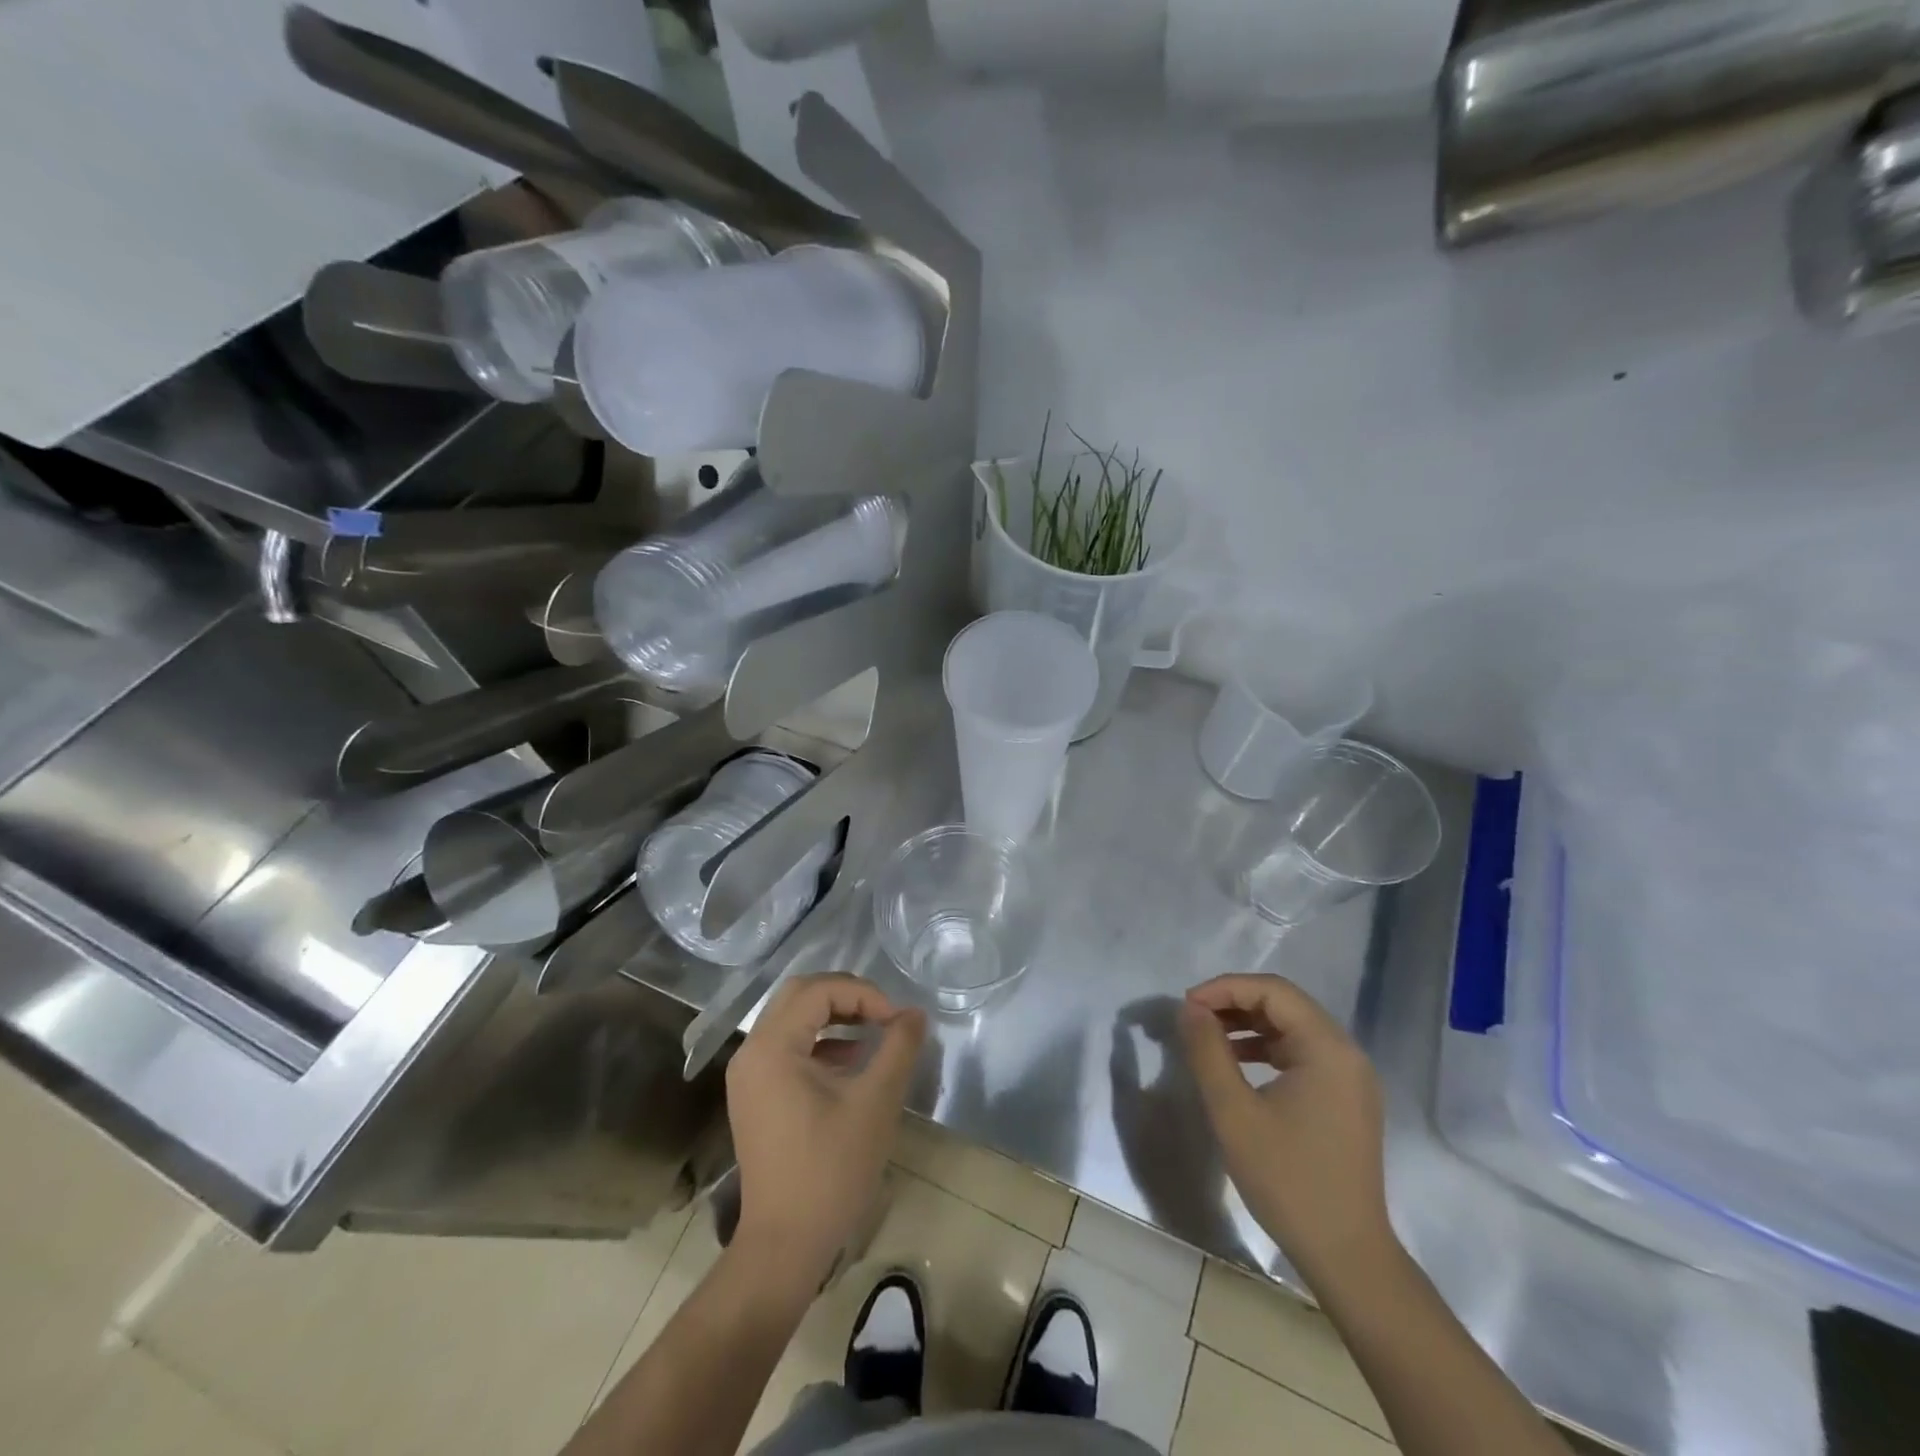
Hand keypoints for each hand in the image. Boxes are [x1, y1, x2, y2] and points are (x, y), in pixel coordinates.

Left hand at [725, 974, 926, 1282]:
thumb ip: (898, 1047)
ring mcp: (749, 1075)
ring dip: (833, 1016)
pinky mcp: (755, 1095)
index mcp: (772, 1047)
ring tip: (873, 1033)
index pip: (818, 990)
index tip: (896, 1020)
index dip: (863, 994)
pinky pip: (787, 1046)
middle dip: (846, 996)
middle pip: (800, 995)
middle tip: (883, 1014)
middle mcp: (752, 1051)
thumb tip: (915, 1013)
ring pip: (792, 1018)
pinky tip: (851, 1061)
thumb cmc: (830, 1170)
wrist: (785, 1244)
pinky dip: (820, 1041)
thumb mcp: (875, 1103)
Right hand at [1179, 974, 1392, 1282]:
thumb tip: (1189, 1009)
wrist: (1347, 1256)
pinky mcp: (1345, 1099)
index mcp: (1328, 1048)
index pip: (1273, 991)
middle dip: (1234, 1003)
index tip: (1186, 1006)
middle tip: (1192, 1018)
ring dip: (1248, 1024)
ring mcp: (1350, 1077)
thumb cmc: (1288, 1180)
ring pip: (1292, 1028)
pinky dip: (1265, 1049)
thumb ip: (1208, 1051)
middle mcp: (1346, 1053)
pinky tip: (1236, 1064)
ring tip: (1207, 1038)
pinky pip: (1301, 1054)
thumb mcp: (1234, 1112)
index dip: (1225, 988)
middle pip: (1285, 1004)